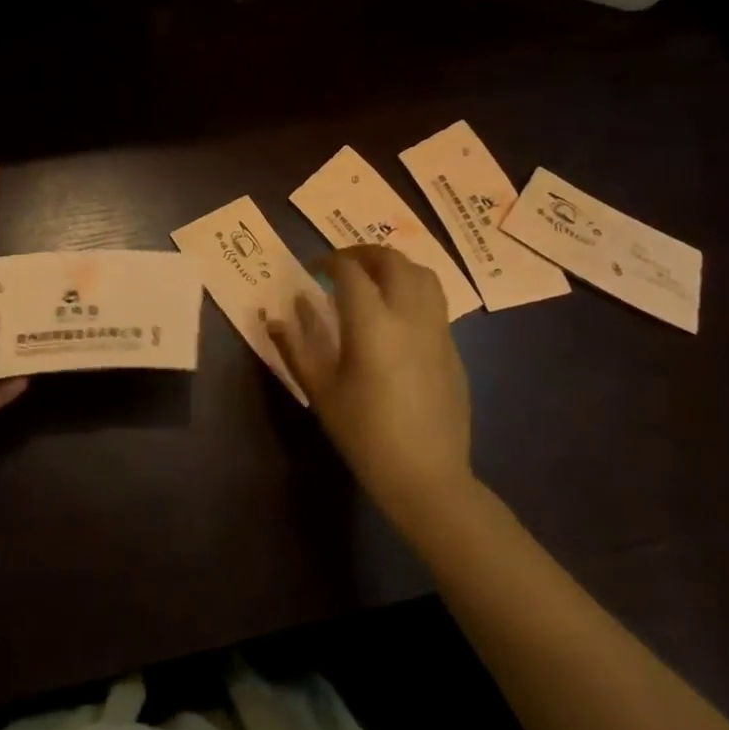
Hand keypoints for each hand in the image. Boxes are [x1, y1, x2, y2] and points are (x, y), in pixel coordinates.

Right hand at [267, 246, 476, 538]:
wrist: (426, 476)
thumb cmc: (364, 434)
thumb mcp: (320, 390)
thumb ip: (295, 345)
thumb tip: (276, 314)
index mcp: (372, 322)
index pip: (350, 270)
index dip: (328, 261)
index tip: (313, 270)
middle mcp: (409, 315)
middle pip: (392, 260)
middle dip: (363, 253)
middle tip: (341, 266)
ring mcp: (437, 329)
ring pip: (422, 274)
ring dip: (394, 266)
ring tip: (373, 280)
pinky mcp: (452, 347)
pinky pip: (435, 301)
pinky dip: (412, 290)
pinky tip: (396, 315)